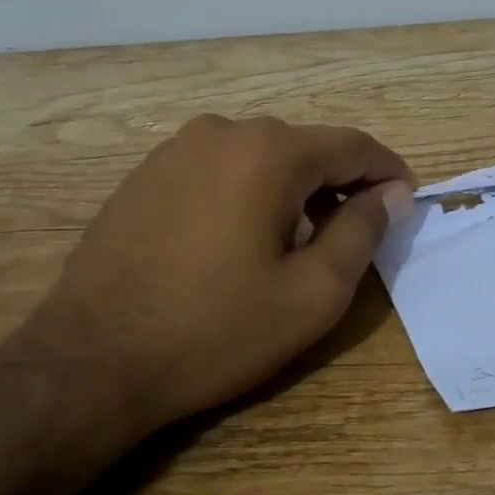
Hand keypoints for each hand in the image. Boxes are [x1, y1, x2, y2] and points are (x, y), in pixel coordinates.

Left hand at [24, 114, 413, 429]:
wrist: (88, 363)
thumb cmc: (214, 329)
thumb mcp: (313, 293)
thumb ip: (363, 232)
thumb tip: (392, 193)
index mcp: (270, 151)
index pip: (353, 145)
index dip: (388, 172)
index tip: (407, 201)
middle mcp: (224, 131)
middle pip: (306, 147)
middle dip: (340, 184)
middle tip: (353, 234)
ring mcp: (176, 149)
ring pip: (262, 157)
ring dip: (293, 189)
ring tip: (296, 242)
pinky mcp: (145, 174)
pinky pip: (220, 169)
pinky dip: (248, 192)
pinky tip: (238, 241)